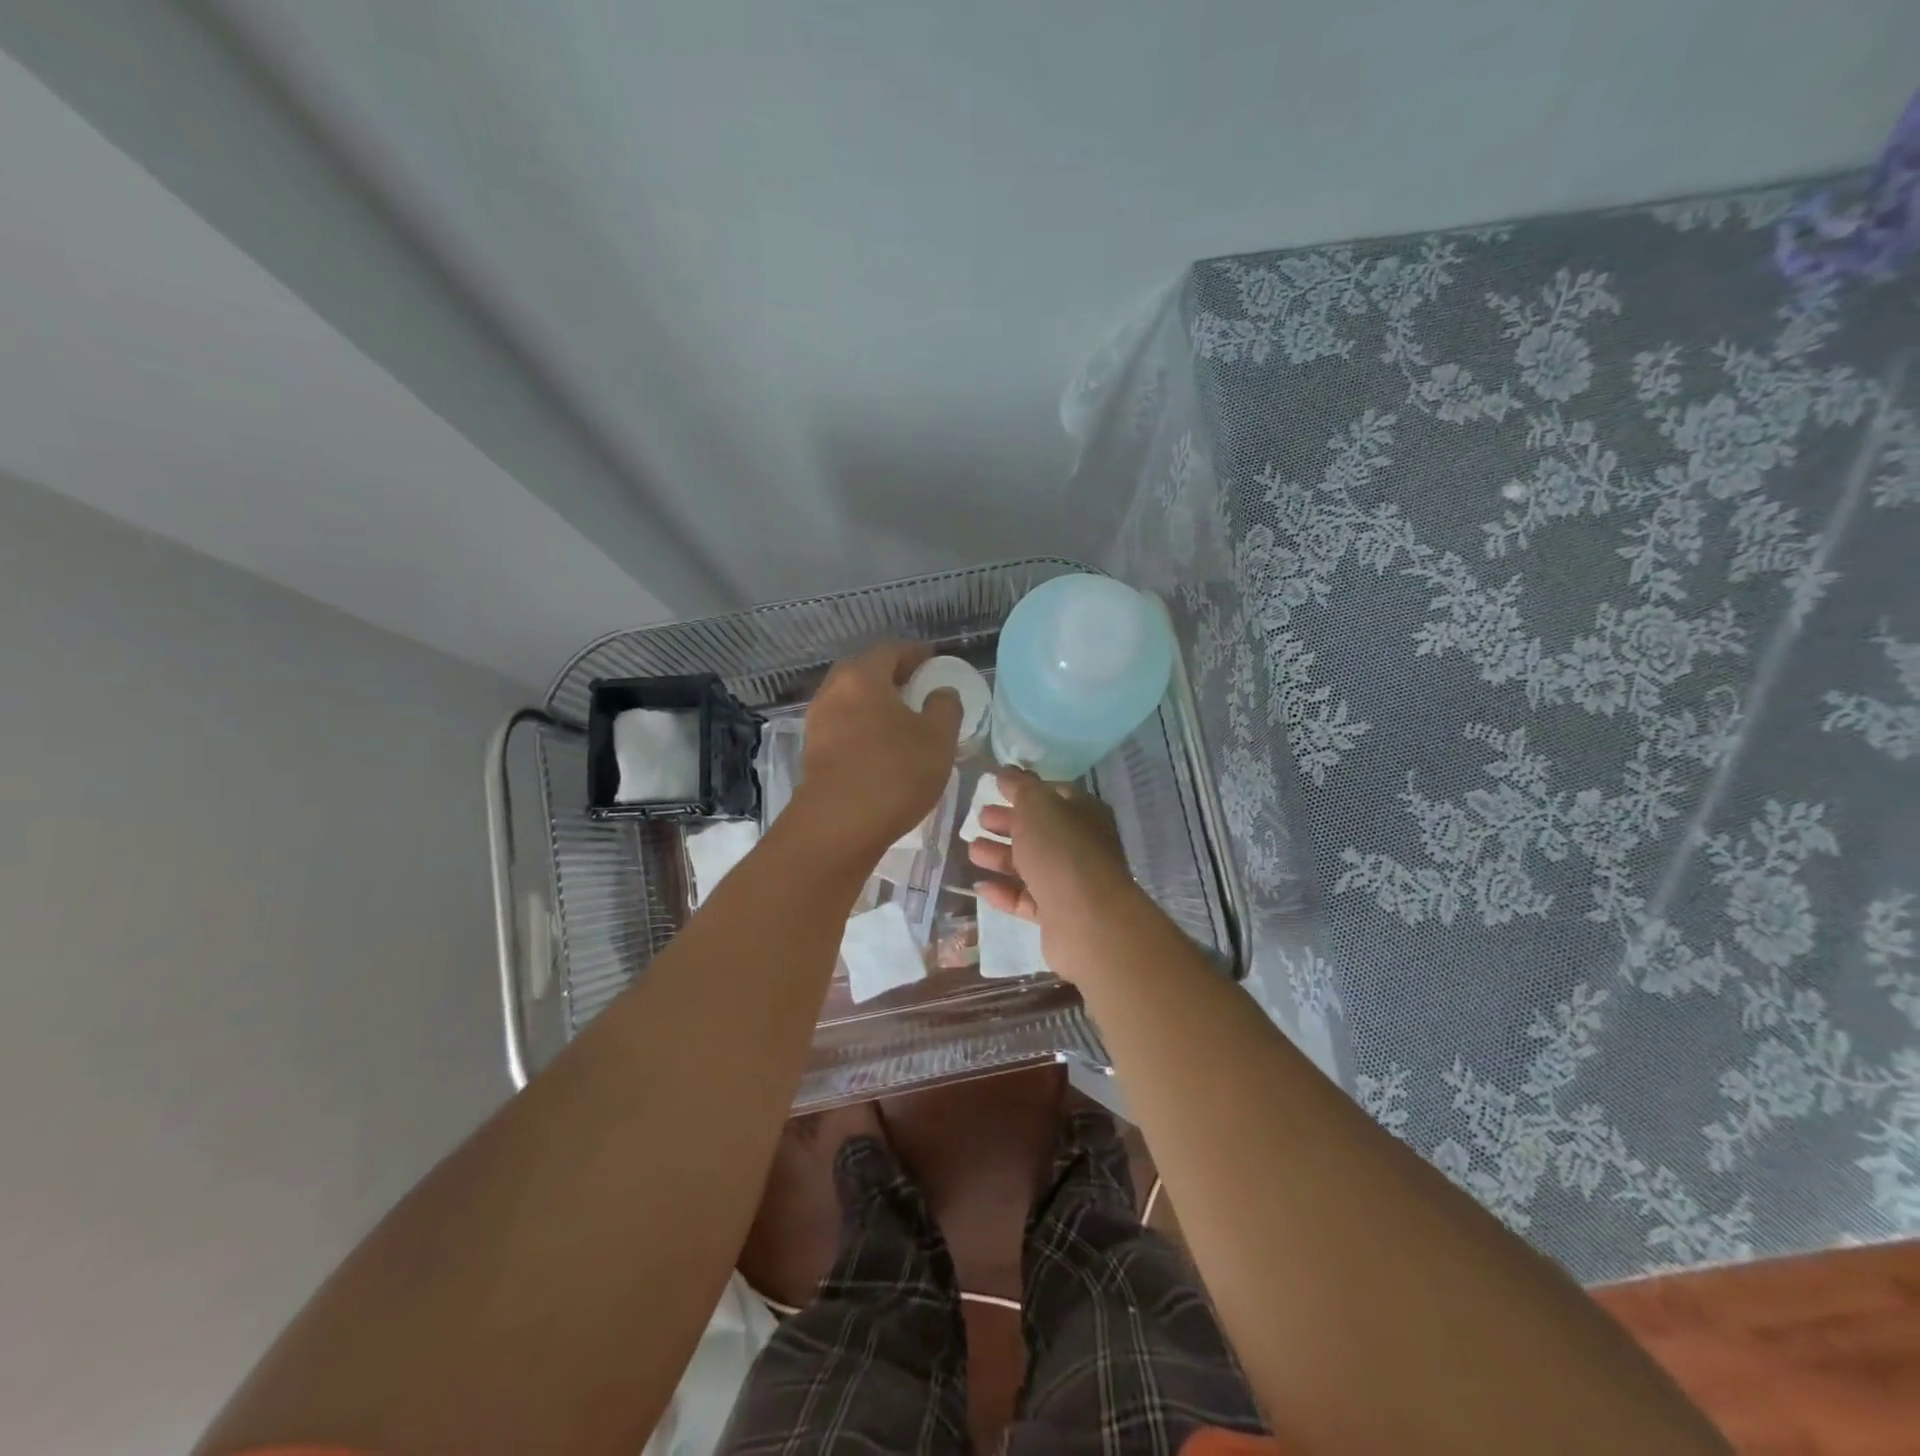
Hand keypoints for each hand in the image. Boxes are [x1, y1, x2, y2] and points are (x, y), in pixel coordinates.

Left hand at [795, 642, 961, 861]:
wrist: (838, 826)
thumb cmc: (894, 773)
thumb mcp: (938, 739)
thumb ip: (945, 707)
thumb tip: (941, 694)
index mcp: (862, 677)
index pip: (890, 651)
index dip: (915, 653)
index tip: (933, 661)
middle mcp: (833, 692)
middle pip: (864, 672)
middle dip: (892, 676)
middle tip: (918, 687)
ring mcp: (817, 723)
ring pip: (851, 701)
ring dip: (875, 704)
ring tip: (902, 719)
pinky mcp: (813, 753)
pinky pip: (843, 727)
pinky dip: (863, 727)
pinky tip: (881, 747)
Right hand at [966, 767, 1142, 979]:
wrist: (1087, 920)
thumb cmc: (1062, 851)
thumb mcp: (1037, 806)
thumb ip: (1019, 787)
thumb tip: (1006, 771)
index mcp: (1084, 813)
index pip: (1053, 794)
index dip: (1024, 790)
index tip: (994, 788)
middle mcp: (1081, 845)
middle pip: (1040, 830)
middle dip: (1008, 823)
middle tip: (979, 819)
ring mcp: (1071, 882)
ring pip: (1031, 864)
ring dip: (1001, 856)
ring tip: (972, 850)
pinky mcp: (1058, 915)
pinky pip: (1027, 898)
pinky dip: (1004, 891)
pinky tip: (980, 886)